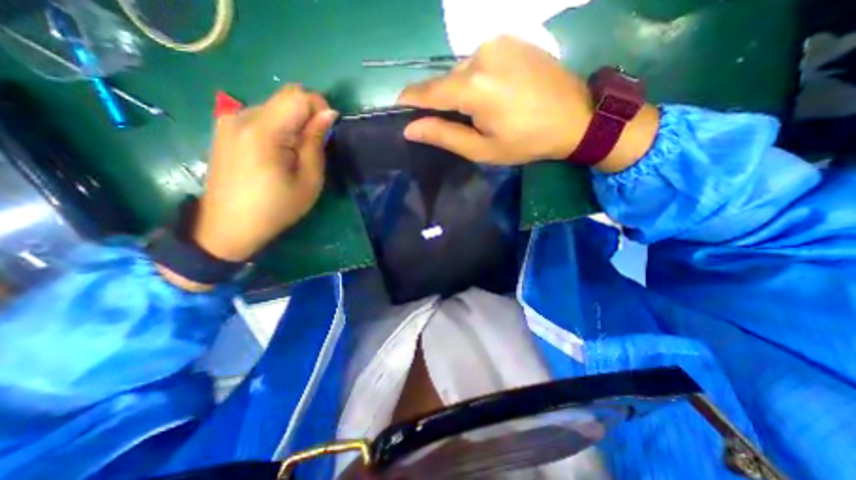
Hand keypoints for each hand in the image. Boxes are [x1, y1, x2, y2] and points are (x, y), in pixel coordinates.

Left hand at [194, 82, 337, 261]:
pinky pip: (261, 115)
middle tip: (313, 146)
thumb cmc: (276, 208)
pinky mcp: (224, 128)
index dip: (320, 109)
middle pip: (286, 97)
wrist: (228, 226)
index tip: (327, 133)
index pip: (299, 97)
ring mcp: (228, 120)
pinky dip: (277, 127)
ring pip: (274, 106)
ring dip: (292, 123)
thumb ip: (316, 143)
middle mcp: (242, 116)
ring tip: (293, 154)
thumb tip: (329, 115)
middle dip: (308, 115)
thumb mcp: (308, 181)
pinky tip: (276, 153)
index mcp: (264, 131)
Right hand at [397, 35, 655, 170]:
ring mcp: (498, 42)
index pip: (427, 91)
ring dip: (460, 89)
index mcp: (472, 87)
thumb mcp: (482, 148)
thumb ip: (444, 136)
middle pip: (445, 80)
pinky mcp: (511, 39)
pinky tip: (493, 93)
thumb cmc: (526, 141)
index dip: (410, 99)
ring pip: (461, 69)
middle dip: (440, 100)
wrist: (575, 117)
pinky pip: (480, 60)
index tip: (399, 107)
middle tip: (451, 121)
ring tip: (479, 110)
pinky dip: (476, 77)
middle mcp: (480, 55)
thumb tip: (411, 128)